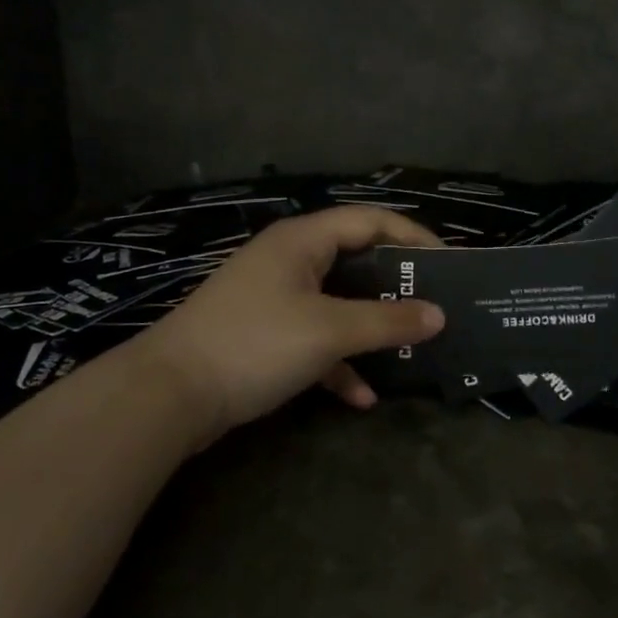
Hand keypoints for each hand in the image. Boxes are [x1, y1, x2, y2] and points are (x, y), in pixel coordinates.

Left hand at [132, 205, 445, 443]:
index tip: (449, 264)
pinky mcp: (264, 333)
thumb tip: (438, 316)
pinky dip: (338, 361)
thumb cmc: (255, 343)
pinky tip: (361, 397)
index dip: (413, 237)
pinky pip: (314, 338)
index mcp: (304, 240)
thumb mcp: (328, 330)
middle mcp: (290, 259)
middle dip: (395, 286)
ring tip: (409, 348)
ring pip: (337, 303)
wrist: (168, 394)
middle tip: (434, 305)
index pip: (371, 221)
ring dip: (369, 327)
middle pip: (356, 260)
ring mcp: (274, 297)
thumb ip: (386, 320)